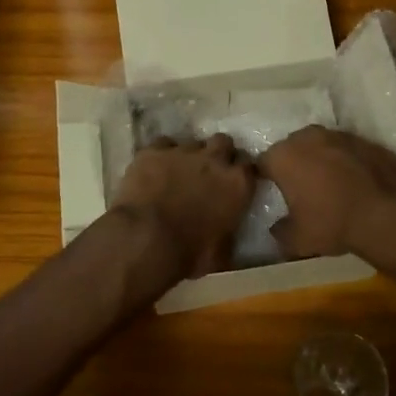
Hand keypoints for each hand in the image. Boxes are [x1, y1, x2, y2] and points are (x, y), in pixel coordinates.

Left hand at [111, 135, 256, 282]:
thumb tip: (229, 238)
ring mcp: (183, 151)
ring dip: (188, 156)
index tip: (235, 184)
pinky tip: (154, 169)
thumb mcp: (221, 253)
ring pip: (192, 142)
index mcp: (238, 184)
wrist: (146, 239)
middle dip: (218, 153)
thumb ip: (230, 236)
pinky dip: (161, 155)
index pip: (250, 167)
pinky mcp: (154, 150)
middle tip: (208, 172)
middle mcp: (214, 159)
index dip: (241, 174)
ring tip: (177, 173)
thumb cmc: (189, 252)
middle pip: (224, 142)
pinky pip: (162, 144)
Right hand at [257, 125, 395, 260]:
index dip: (264, 176)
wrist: (389, 211)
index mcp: (283, 156)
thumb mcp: (298, 240)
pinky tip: (352, 181)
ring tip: (326, 183)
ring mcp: (337, 134)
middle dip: (292, 163)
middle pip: (291, 148)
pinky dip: (343, 161)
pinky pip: (344, 149)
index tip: (268, 189)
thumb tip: (277, 228)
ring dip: (319, 159)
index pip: (262, 162)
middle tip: (297, 187)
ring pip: (319, 145)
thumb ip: (281, 231)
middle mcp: (307, 137)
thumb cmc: (333, 223)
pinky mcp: (364, 139)